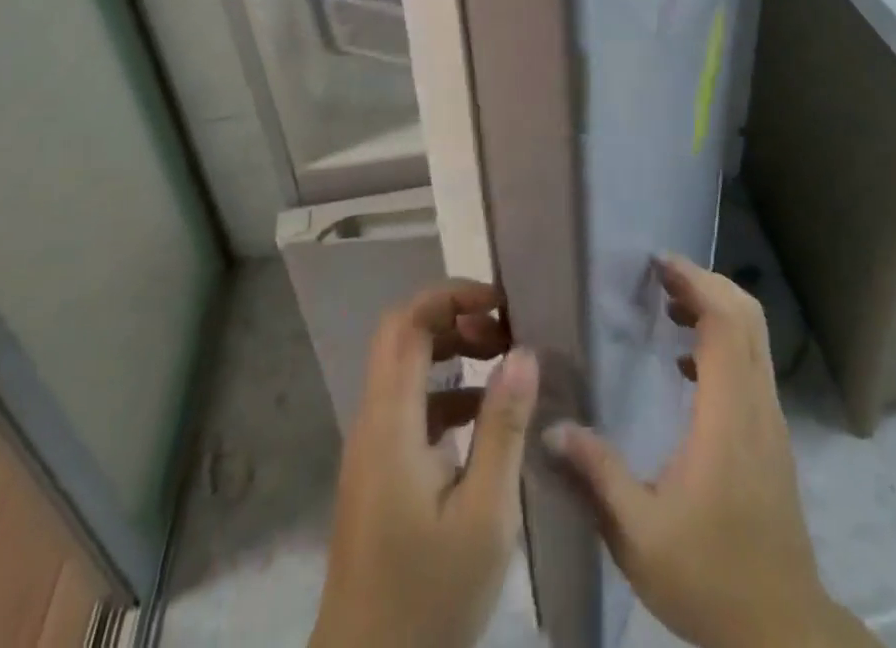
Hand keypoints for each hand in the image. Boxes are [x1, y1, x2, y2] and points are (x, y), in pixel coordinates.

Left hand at [309, 280, 538, 647]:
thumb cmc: (429, 599)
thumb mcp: (484, 515)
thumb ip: (503, 427)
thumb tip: (523, 350)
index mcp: (390, 423)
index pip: (407, 323)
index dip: (451, 296)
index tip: (501, 304)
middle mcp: (372, 423)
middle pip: (403, 337)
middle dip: (454, 318)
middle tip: (504, 332)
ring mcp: (372, 450)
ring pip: (406, 371)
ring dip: (451, 353)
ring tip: (503, 364)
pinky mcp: (379, 475)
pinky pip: (411, 408)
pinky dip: (446, 394)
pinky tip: (485, 418)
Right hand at [544, 256, 873, 647]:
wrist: (784, 631)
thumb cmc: (710, 577)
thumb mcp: (639, 535)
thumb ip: (597, 476)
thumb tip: (552, 427)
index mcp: (727, 414)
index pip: (725, 322)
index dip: (696, 283)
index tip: (659, 264)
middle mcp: (756, 403)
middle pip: (746, 315)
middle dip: (706, 283)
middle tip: (661, 277)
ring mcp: (770, 418)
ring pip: (754, 336)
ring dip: (716, 308)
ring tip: (669, 307)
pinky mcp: (772, 435)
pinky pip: (752, 363)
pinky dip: (724, 339)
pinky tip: (686, 365)